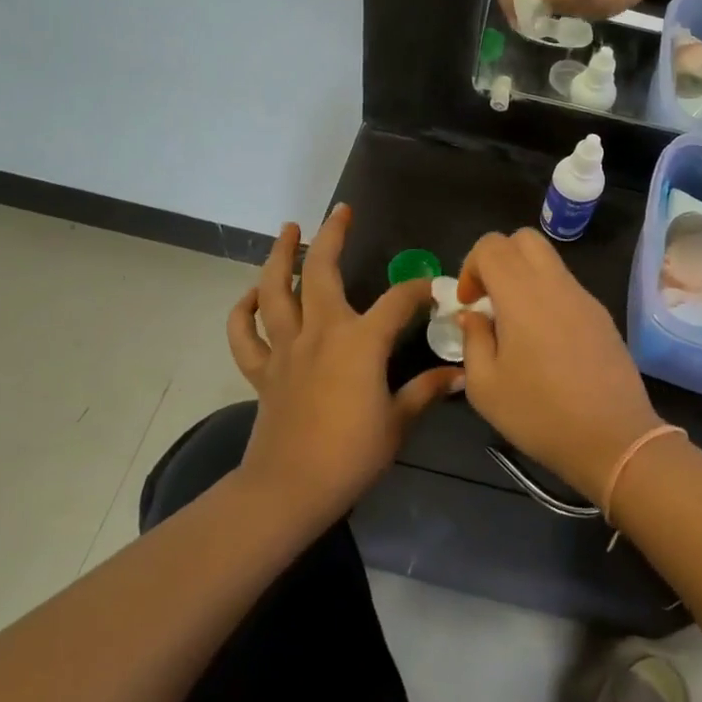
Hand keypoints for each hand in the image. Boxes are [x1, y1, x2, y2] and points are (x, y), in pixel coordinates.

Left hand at [227, 205, 460, 528]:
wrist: (289, 489)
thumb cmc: (350, 456)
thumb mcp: (398, 423)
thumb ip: (425, 392)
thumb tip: (459, 375)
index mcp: (360, 342)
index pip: (397, 301)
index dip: (417, 290)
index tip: (431, 289)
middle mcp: (321, 331)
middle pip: (323, 272)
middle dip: (333, 236)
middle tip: (341, 212)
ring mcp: (286, 348)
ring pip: (275, 290)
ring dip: (281, 257)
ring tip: (288, 231)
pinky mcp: (262, 370)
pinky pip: (244, 334)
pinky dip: (242, 311)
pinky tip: (252, 296)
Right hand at [455, 229, 663, 503]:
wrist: (614, 439)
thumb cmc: (540, 414)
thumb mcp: (485, 387)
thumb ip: (473, 340)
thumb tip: (474, 316)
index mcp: (521, 294)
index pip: (492, 245)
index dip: (471, 266)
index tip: (469, 304)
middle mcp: (555, 284)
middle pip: (524, 239)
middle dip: (499, 259)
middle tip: (489, 299)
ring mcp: (584, 297)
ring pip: (549, 261)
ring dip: (524, 277)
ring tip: (515, 324)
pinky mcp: (602, 315)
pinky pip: (567, 287)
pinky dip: (547, 296)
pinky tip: (545, 342)